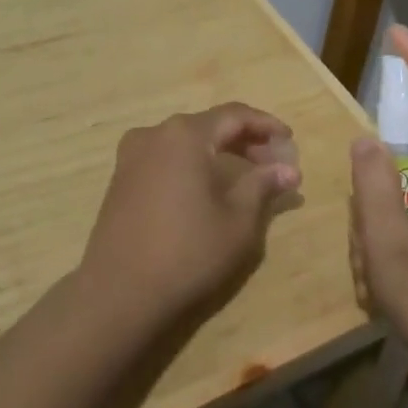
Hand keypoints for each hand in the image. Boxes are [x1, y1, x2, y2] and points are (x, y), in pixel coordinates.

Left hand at [79, 104, 302, 329]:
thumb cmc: (187, 252)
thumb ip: (263, 186)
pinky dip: (193, 164)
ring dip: (219, 153)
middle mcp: (155, 133)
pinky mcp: (121, 177)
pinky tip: (209, 188)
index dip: (266, 125)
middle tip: (274, 165)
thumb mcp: (237, 221)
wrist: (118, 292)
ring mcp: (132, 154)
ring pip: (186, 142)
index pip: (234, 115)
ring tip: (247, 178)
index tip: (289, 141)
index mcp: (185, 135)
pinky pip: (166, 157)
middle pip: (209, 126)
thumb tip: (288, 170)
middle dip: (245, 141)